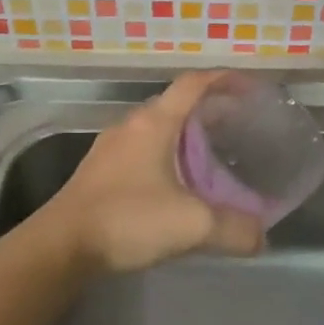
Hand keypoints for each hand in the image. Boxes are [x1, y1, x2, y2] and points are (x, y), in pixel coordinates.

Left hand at [43, 72, 265, 274]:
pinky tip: (177, 182)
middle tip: (239, 126)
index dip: (224, 80)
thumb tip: (261, 237)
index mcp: (154, 123)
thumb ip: (234, 229)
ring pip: (157, 128)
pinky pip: (142, 149)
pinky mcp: (100, 170)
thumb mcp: (191, 225)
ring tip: (212, 154)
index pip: (193, 84)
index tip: (250, 88)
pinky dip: (166, 154)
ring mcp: (111, 147)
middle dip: (209, 109)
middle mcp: (131, 125)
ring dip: (185, 133)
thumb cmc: (127, 220)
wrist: (62, 245)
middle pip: (175, 104)